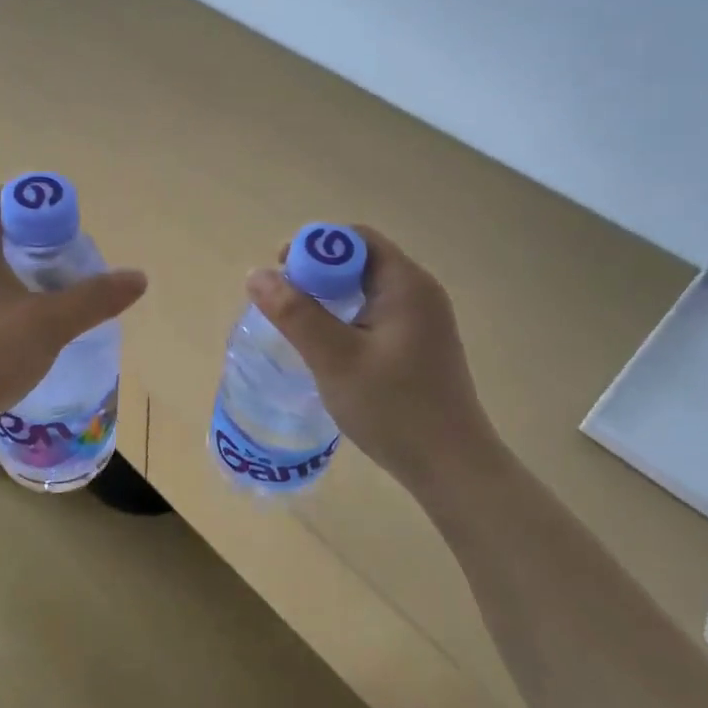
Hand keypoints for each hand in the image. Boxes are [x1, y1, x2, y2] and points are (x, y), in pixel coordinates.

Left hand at [0, 190, 147, 438]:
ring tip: (54, 296)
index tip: (71, 229)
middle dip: (37, 241)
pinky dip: (3, 298)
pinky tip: (23, 327)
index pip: (4, 197)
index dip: (41, 204)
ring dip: (20, 272)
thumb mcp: (50, 323)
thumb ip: (95, 298)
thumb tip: (139, 278)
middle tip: (70, 263)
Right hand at [246, 226, 504, 491]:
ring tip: (299, 326)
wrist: (451, 467)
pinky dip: (346, 318)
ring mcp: (423, 321)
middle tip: (283, 303)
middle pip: (360, 261)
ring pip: (366, 290)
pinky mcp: (419, 345)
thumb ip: (295, 314)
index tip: (280, 274)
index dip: (314, 247)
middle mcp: (419, 293)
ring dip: (329, 297)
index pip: (355, 239)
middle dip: (317, 273)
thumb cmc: (394, 408)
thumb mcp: (335, 358)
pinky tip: (329, 348)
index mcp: (406, 284)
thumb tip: (256, 274)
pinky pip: (375, 314)